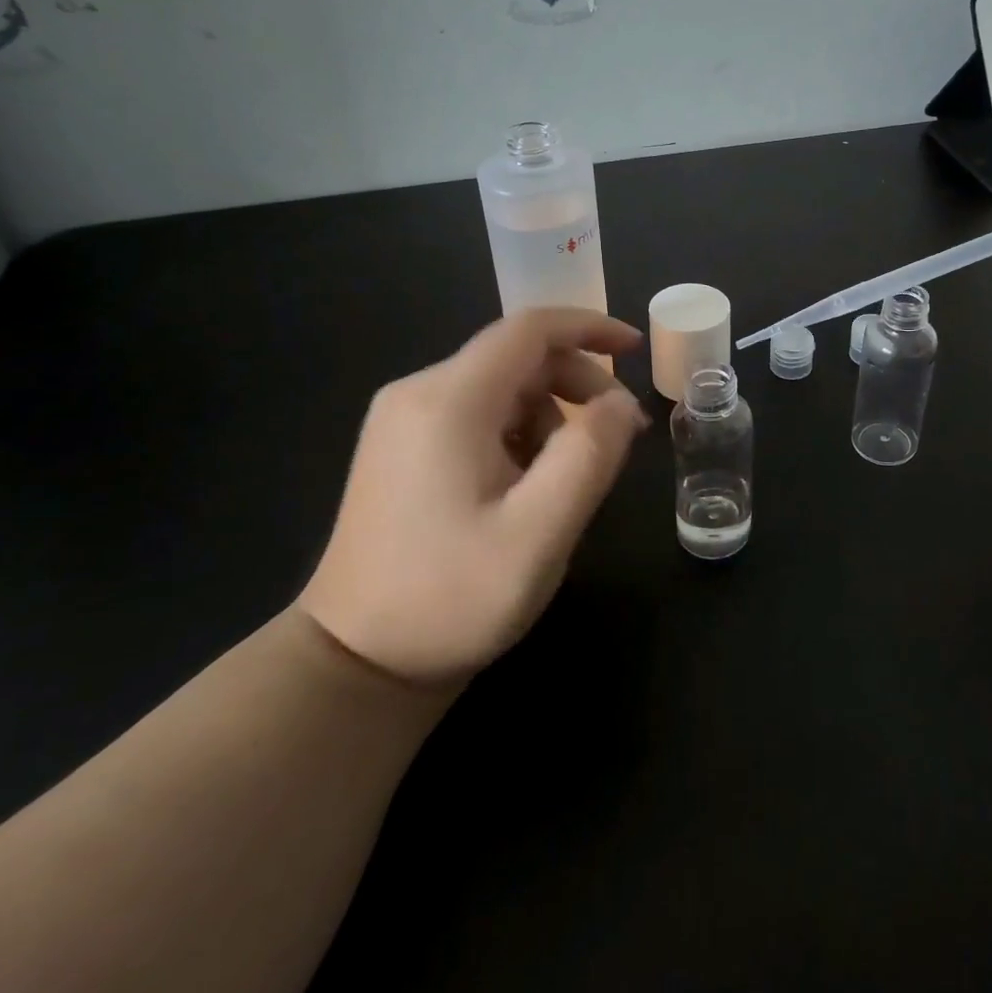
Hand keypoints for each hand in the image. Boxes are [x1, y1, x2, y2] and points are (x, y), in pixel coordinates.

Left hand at [296, 308, 648, 686]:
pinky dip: (521, 431)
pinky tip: (529, 483)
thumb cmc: (451, 598)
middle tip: (620, 434)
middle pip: (517, 357)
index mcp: (448, 401)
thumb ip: (590, 456)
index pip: (530, 329)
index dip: (589, 328)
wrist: (355, 665)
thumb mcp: (540, 532)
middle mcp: (418, 394)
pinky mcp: (402, 446)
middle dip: (578, 382)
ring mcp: (403, 420)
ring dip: (552, 414)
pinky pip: (478, 413)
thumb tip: (621, 404)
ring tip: (571, 476)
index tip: (636, 349)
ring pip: (501, 387)